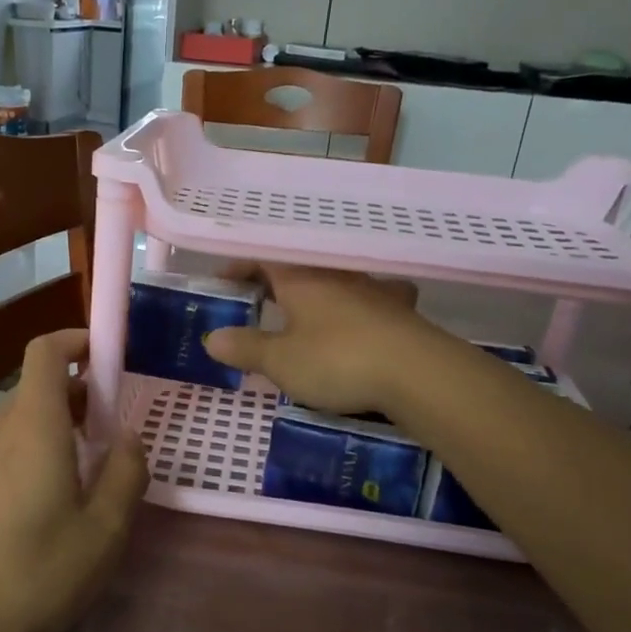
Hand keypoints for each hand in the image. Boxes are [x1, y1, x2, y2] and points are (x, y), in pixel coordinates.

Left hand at [0, 330, 147, 631]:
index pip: (45, 351)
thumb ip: (126, 472)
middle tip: (112, 428)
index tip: (107, 357)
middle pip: (36, 385)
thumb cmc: (42, 573)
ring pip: (21, 417)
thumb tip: (128, 438)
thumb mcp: (105, 528)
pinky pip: (5, 444)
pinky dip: (34, 445)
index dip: (75, 341)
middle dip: (77, 392)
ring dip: (56, 422)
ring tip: (87, 465)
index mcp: (33, 425)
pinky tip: (51, 493)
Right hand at [202, 264, 431, 416]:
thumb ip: (246, 348)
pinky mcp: (401, 311)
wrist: (417, 372)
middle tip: (257, 304)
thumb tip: (212, 338)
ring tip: (306, 315)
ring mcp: (373, 290)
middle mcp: (337, 275)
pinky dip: (358, 308)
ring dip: (317, 294)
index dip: (239, 268)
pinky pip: (371, 301)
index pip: (263, 259)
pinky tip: (363, 321)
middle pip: (298, 269)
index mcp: (302, 278)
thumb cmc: (337, 360)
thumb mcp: (281, 361)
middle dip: (275, 284)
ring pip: (337, 282)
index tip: (223, 285)